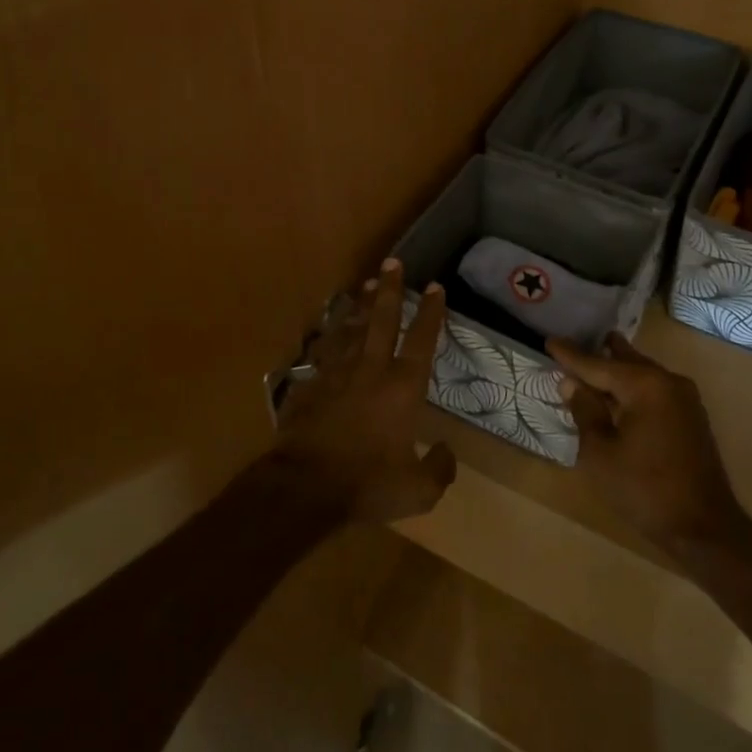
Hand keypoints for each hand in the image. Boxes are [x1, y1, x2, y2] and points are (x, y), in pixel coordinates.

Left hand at [272, 259, 456, 523]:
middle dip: (391, 289)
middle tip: (393, 261)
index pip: (422, 341)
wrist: (304, 486)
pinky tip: (330, 330)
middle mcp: (371, 370)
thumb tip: (446, 452)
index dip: (431, 313)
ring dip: (361, 305)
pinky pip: (324, 351)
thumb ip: (439, 469)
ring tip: (367, 283)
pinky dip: (331, 336)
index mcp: (403, 388)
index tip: (436, 287)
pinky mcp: (310, 384)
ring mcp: (336, 373)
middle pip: (383, 320)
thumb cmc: (367, 485)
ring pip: (352, 328)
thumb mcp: (417, 490)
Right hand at [548, 334, 744, 551]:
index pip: (598, 364)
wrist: (704, 529)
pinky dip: (633, 386)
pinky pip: (655, 389)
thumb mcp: (601, 453)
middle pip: (625, 361)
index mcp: (645, 385)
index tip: (549, 341)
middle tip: (574, 342)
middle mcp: (668, 382)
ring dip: (618, 369)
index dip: (571, 355)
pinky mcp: (691, 417)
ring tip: (595, 358)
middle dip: (599, 353)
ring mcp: (685, 399)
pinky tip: (619, 393)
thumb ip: (585, 411)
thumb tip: (571, 383)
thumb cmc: (645, 489)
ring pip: (643, 373)